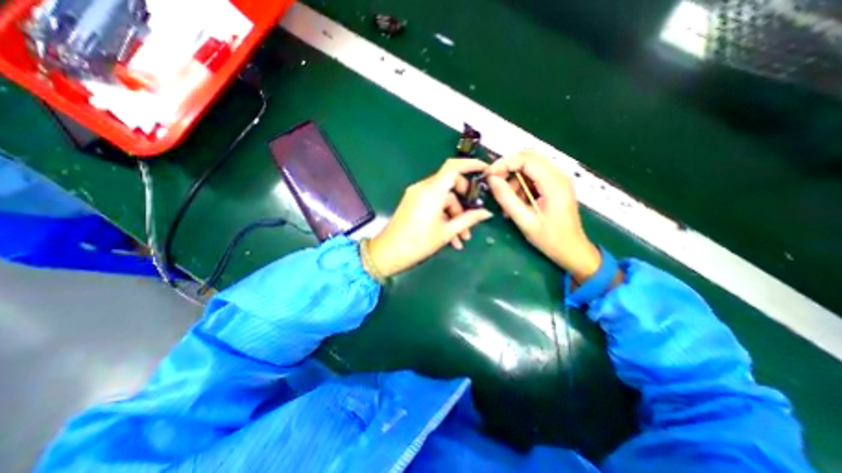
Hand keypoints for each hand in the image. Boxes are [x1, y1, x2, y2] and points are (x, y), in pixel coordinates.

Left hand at [370, 159, 493, 276]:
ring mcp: (417, 195)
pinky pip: (433, 204)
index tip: (485, 169)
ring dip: (454, 215)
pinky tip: (451, 237)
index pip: (453, 167)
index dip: (471, 164)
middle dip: (464, 202)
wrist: (388, 253)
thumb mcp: (446, 232)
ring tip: (462, 238)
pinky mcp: (413, 203)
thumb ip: (468, 220)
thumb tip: (486, 212)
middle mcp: (423, 188)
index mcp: (432, 191)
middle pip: (450, 185)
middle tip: (473, 218)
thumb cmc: (418, 243)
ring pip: (443, 198)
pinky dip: (443, 216)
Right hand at [483, 149, 600, 280]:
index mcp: (554, 183)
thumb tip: (491, 179)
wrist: (572, 250)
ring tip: (507, 199)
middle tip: (494, 182)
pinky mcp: (556, 185)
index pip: (526, 159)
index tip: (488, 175)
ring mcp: (559, 179)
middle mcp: (559, 175)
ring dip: (514, 177)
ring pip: (531, 165)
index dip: (504, 163)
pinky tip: (517, 200)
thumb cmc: (550, 238)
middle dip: (508, 167)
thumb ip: (507, 199)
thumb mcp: (525, 221)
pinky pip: (534, 175)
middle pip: (529, 157)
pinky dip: (521, 183)